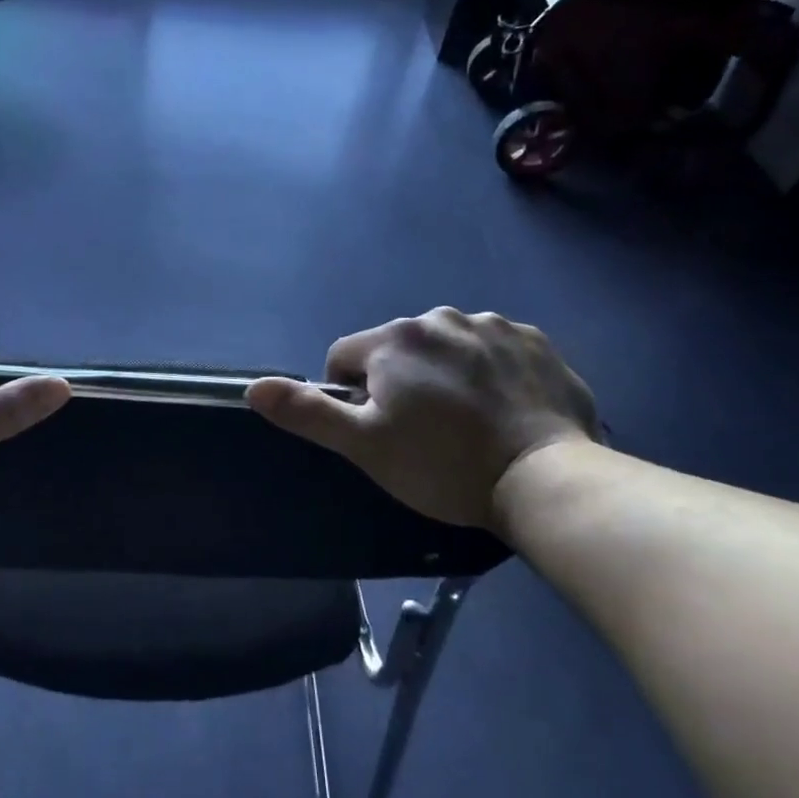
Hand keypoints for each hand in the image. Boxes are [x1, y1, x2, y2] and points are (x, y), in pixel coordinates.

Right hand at [247, 308, 599, 531]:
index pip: (344, 357)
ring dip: (443, 374)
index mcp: (394, 338)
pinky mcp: (535, 342)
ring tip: (466, 423)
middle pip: (396, 349)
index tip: (378, 431)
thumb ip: (307, 412)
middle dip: (398, 382)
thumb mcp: (363, 446)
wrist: (546, 479)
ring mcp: (493, 325)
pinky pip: (491, 350)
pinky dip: (488, 372)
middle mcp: (440, 317)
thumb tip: (252, 388)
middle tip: (423, 432)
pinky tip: (502, 409)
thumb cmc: (442, 464)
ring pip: (444, 348)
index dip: (350, 396)